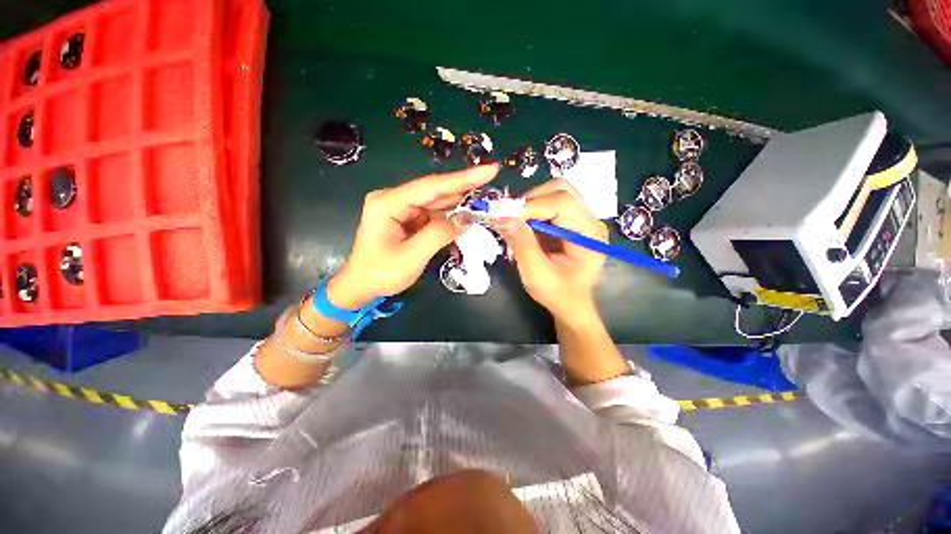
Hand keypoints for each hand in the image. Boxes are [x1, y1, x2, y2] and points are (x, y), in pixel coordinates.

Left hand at [327, 164, 499, 308]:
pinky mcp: (408, 219)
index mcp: (388, 203)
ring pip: (438, 203)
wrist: (361, 287)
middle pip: (436, 192)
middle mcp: (395, 199)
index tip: (490, 169)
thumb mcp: (411, 257)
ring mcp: (402, 209)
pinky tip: (466, 221)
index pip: (432, 186)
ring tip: (485, 203)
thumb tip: (466, 218)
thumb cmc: (381, 274)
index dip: (463, 178)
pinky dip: (451, 220)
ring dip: (460, 205)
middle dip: (465, 190)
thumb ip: (439, 234)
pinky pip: (434, 215)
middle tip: (492, 183)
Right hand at [497, 179, 607, 320]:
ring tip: (517, 223)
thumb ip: (521, 243)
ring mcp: (583, 218)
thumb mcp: (536, 274)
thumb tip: (502, 216)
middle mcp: (591, 220)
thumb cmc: (557, 294)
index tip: (503, 215)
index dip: (530, 205)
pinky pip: (551, 202)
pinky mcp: (573, 220)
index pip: (562, 202)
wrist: (571, 303)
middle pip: (560, 189)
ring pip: (555, 192)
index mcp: (589, 235)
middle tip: (510, 219)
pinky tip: (525, 226)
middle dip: (530, 201)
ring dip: (531, 204)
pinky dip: (533, 210)